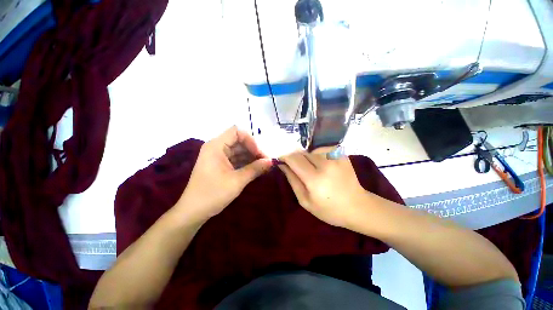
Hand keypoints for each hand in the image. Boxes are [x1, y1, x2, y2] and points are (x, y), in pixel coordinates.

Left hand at [175, 126, 272, 223]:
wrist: (193, 212)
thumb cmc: (213, 194)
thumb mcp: (237, 181)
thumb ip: (255, 169)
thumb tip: (271, 161)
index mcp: (216, 146)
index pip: (236, 132)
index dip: (250, 140)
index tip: (259, 154)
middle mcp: (216, 147)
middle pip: (239, 141)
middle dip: (253, 150)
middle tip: (266, 162)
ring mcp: (217, 156)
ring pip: (238, 150)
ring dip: (251, 157)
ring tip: (263, 167)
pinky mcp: (220, 164)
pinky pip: (235, 159)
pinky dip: (246, 163)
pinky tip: (255, 170)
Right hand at [279, 151, 367, 227]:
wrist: (358, 206)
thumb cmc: (329, 209)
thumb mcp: (305, 201)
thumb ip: (292, 181)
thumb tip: (282, 165)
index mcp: (314, 179)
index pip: (294, 159)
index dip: (285, 156)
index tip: (281, 159)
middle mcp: (325, 164)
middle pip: (302, 152)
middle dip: (295, 157)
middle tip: (296, 167)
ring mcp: (336, 157)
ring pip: (312, 150)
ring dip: (307, 156)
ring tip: (311, 167)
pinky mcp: (342, 155)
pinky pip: (323, 149)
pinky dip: (318, 154)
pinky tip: (322, 164)